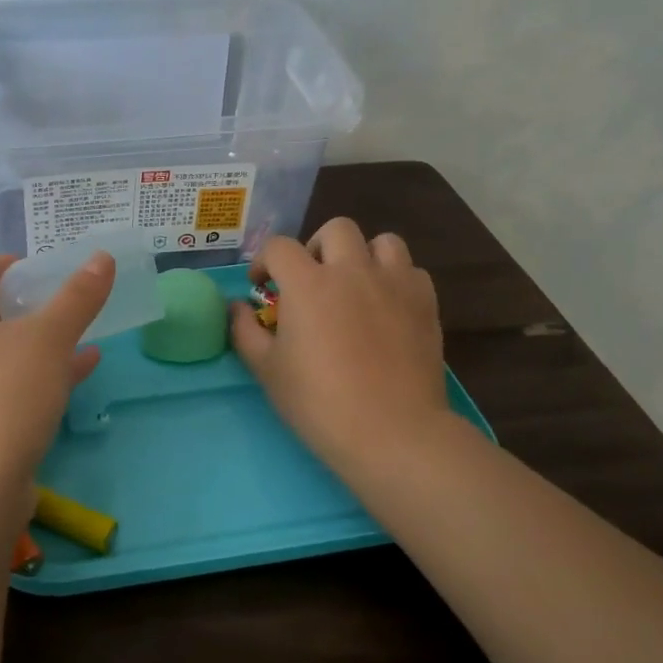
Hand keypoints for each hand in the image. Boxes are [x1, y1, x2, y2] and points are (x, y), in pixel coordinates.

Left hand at [0, 251, 112, 530]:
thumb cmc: (5, 396)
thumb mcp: (49, 338)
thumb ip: (78, 296)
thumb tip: (102, 257)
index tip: (30, 267)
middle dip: (20, 307)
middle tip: (58, 301)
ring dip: (35, 345)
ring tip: (79, 337)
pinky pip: (4, 391)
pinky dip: (36, 379)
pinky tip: (77, 379)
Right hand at [230, 218, 457, 488]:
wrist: (392, 432)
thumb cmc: (319, 403)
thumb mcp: (266, 370)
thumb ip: (244, 331)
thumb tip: (237, 307)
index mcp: (308, 283)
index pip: (279, 247)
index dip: (264, 262)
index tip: (262, 287)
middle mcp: (352, 271)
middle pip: (336, 230)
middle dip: (317, 248)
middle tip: (311, 282)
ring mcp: (394, 284)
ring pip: (383, 241)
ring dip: (363, 255)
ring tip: (355, 286)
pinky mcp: (425, 303)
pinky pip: (411, 271)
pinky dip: (396, 279)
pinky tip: (387, 307)